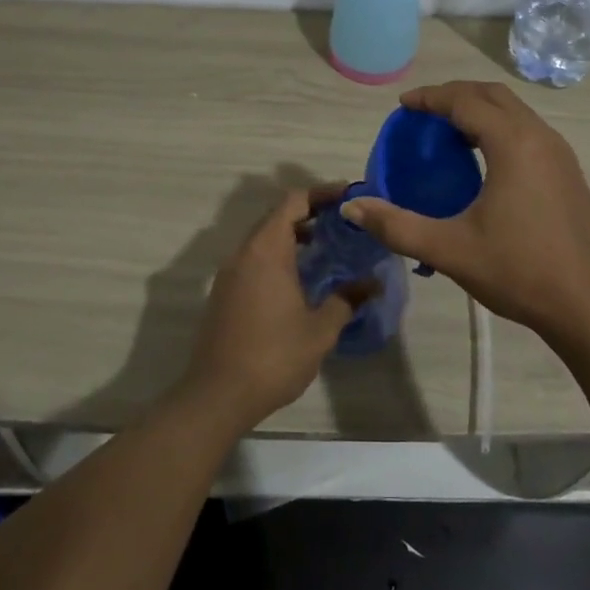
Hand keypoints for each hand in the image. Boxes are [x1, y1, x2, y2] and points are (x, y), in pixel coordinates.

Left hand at [180, 185, 367, 429]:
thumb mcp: (319, 330)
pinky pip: (253, 258)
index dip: (321, 193)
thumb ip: (346, 300)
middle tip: (342, 222)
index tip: (348, 197)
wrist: (217, 395)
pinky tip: (299, 277)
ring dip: (292, 235)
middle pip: (276, 216)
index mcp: (266, 250)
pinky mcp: (224, 292)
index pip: (293, 201)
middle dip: (309, 212)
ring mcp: (230, 272)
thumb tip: (373, 283)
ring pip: (263, 238)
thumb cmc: (273, 356)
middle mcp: (244, 252)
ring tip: (325, 247)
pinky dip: (277, 254)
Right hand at [340, 82, 589, 347]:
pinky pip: (528, 131)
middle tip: (423, 112)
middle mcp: (540, 137)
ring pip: (515, 111)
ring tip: (448, 133)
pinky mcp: (569, 173)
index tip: (403, 105)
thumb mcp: (450, 250)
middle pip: (493, 95)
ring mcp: (560, 154)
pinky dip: (499, 128)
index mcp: (513, 144)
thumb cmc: (520, 272)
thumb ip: (396, 225)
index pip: (465, 101)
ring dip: (480, 110)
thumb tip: (352, 207)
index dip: (430, 98)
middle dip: (455, 95)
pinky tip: (483, 161)